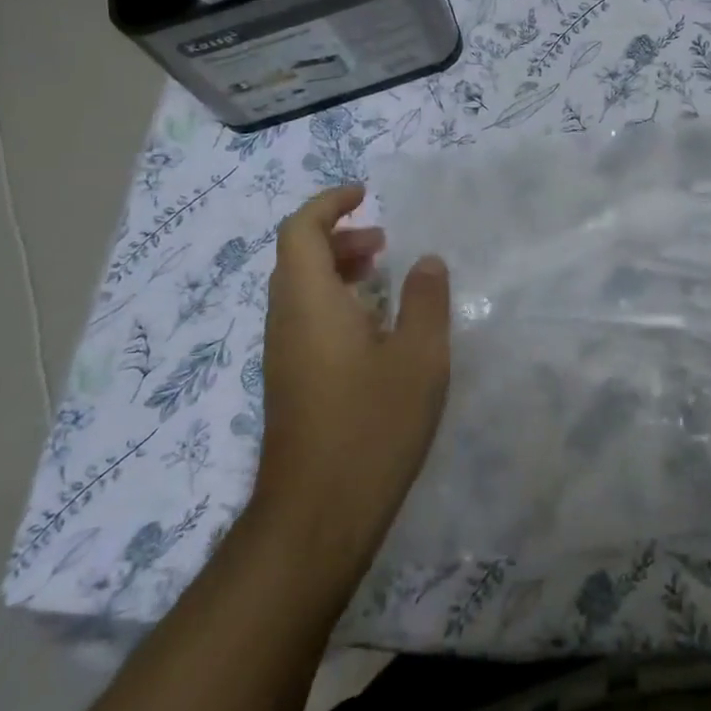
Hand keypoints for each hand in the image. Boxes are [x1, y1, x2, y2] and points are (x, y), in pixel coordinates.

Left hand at [251, 183, 450, 591]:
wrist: (317, 516)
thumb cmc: (371, 426)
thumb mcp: (419, 357)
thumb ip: (426, 300)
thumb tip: (426, 261)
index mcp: (309, 302)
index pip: (301, 230)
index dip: (329, 204)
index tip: (366, 195)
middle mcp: (286, 321)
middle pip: (298, 258)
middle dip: (340, 237)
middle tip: (385, 241)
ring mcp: (283, 356)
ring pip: (301, 292)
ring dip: (338, 271)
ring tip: (385, 277)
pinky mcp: (291, 385)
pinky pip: (307, 321)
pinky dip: (336, 303)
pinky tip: (376, 331)